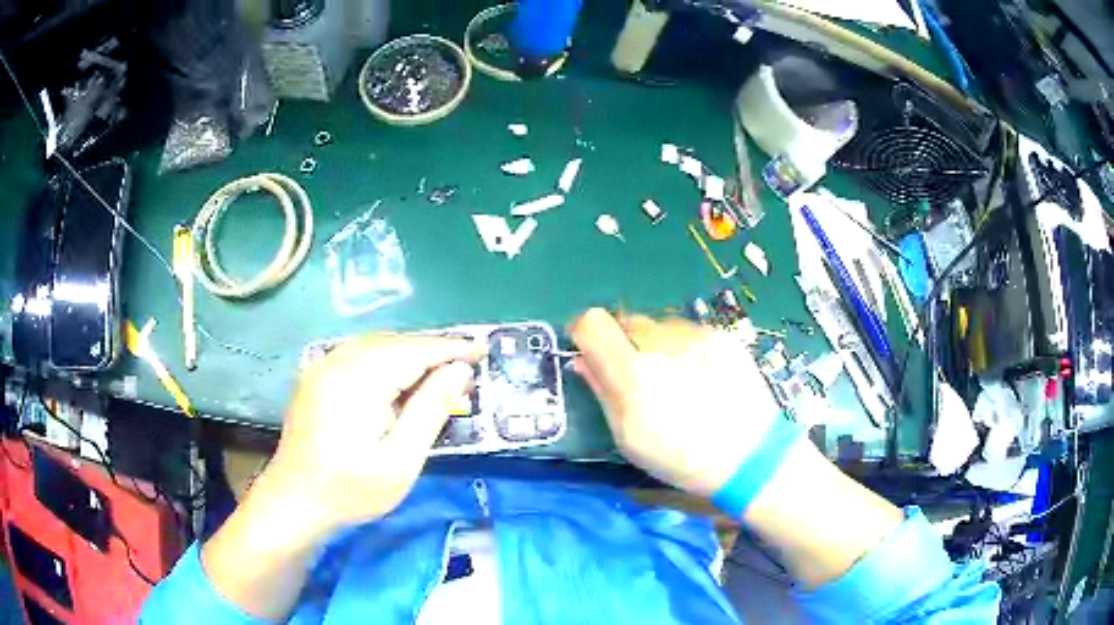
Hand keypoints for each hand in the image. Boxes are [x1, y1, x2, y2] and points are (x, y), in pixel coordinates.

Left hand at [262, 335, 480, 531]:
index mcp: (357, 381)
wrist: (294, 500)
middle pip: (395, 342)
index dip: (450, 349)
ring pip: (377, 345)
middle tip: (465, 368)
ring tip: (439, 373)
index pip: (413, 351)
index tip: (482, 351)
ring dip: (410, 354)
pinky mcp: (317, 376)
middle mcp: (337, 362)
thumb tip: (459, 370)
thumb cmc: (351, 490)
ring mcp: (323, 366)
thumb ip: (430, 411)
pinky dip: (387, 359)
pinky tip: (400, 379)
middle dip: (432, 351)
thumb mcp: (400, 461)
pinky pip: (359, 354)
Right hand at [569, 308, 781, 495]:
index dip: (584, 333)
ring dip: (655, 345)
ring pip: (658, 326)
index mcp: (633, 372)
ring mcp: (696, 336)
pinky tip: (701, 377)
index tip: (590, 352)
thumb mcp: (629, 437)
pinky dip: (684, 348)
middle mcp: (663, 343)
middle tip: (638, 377)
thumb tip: (582, 360)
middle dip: (623, 344)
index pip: (592, 322)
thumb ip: (602, 391)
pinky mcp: (721, 336)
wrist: (750, 454)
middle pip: (626, 321)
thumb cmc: (681, 457)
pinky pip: (687, 331)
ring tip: (675, 380)